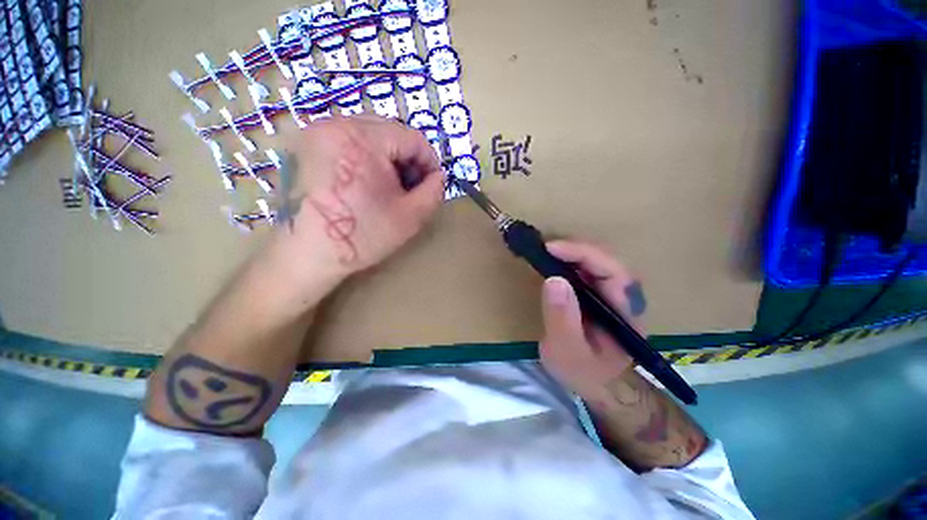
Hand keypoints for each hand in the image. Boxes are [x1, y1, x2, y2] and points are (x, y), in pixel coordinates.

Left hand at [270, 115, 444, 283]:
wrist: (308, 255)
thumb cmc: (362, 236)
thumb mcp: (411, 217)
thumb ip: (434, 192)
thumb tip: (438, 176)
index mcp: (362, 140)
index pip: (412, 137)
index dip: (429, 161)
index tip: (432, 183)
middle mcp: (335, 125)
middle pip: (390, 130)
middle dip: (408, 157)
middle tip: (412, 185)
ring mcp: (317, 132)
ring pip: (370, 133)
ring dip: (388, 155)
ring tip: (390, 184)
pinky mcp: (307, 144)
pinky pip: (349, 139)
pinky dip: (367, 155)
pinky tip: (368, 180)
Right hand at [538, 240, 646, 399]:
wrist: (597, 384)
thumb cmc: (584, 372)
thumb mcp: (567, 351)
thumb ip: (561, 318)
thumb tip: (553, 279)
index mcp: (624, 311)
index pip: (611, 271)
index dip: (583, 253)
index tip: (551, 248)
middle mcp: (623, 297)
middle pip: (606, 260)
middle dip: (575, 248)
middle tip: (544, 248)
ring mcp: (611, 293)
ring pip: (597, 261)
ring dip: (572, 251)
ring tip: (545, 252)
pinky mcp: (598, 294)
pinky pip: (586, 269)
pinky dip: (569, 260)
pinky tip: (553, 262)